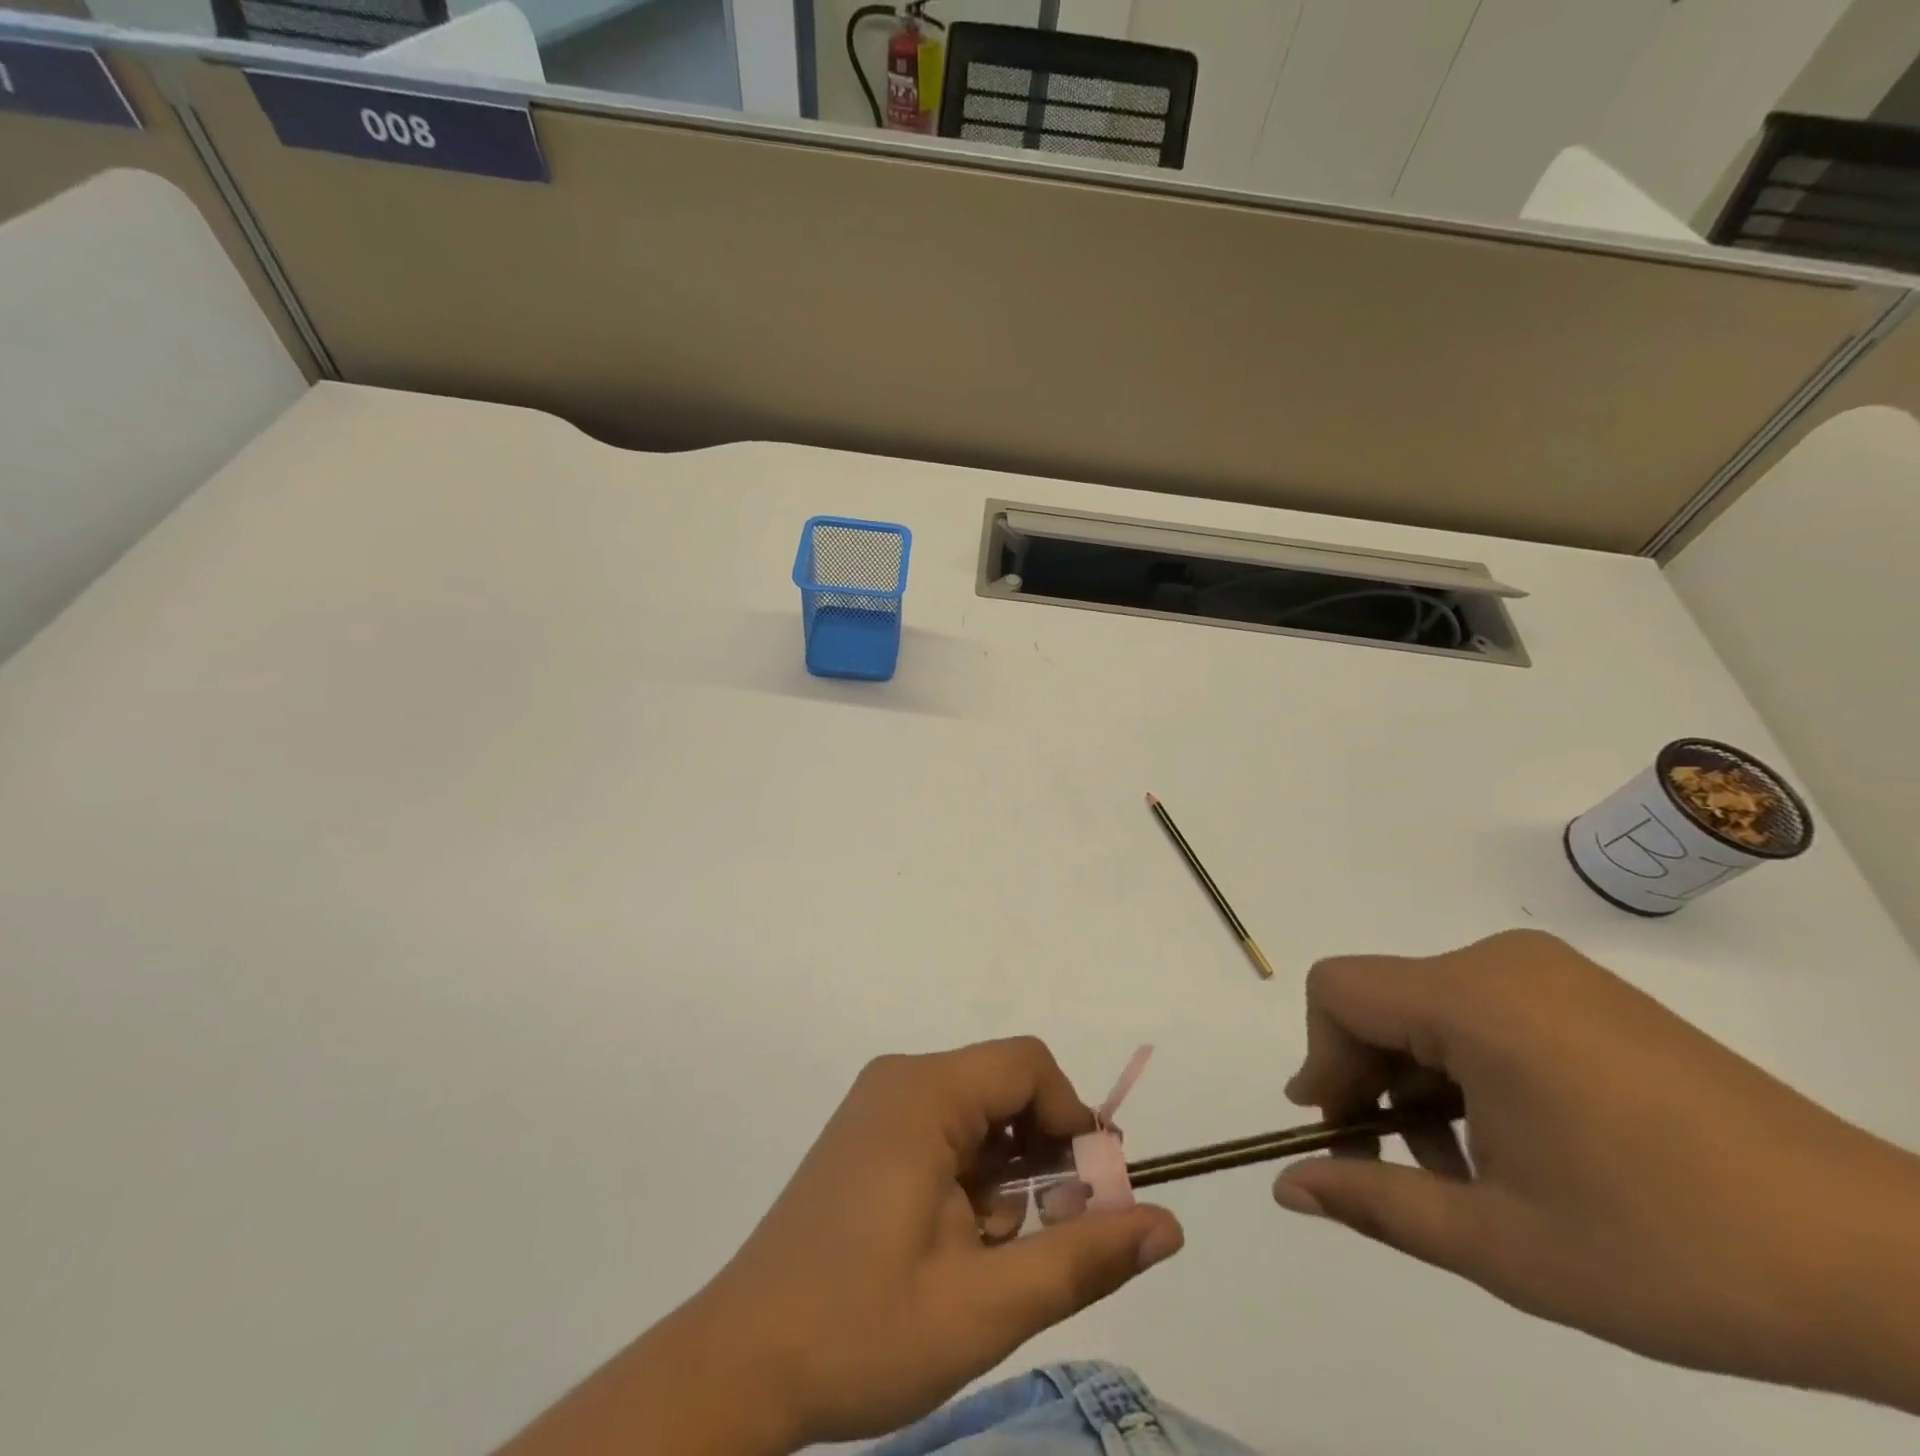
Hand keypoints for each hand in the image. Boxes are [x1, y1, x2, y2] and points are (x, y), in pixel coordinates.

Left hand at [706, 1038, 1182, 1447]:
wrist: (739, 1366)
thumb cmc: (861, 1331)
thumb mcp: (985, 1306)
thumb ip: (1083, 1259)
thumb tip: (1168, 1225)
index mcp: (923, 1093)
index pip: (1028, 1066)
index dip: (1073, 1120)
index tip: (1090, 1197)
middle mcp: (900, 1081)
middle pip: (1004, 1088)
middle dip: (1041, 1158)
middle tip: (1043, 1239)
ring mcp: (878, 1107)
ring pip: (978, 1116)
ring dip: (1006, 1177)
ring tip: (988, 1256)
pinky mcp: (866, 1137)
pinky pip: (944, 1132)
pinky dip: (971, 1179)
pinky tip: (955, 1244)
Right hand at [1273, 929, 1919, 1410]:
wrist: (1895, 1267)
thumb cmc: (1676, 1254)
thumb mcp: (1503, 1246)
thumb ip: (1375, 1203)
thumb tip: (1286, 1186)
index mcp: (1476, 999)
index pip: (1340, 992)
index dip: (1321, 1060)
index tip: (1340, 1134)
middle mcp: (1504, 962)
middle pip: (1382, 999)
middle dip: (1369, 1079)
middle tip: (1397, 1168)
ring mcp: (1554, 974)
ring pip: (1430, 1007)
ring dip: (1419, 1081)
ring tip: (1466, 1172)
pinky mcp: (1590, 995)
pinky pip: (1485, 1010)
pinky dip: (1467, 1066)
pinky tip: (1515, 1142)